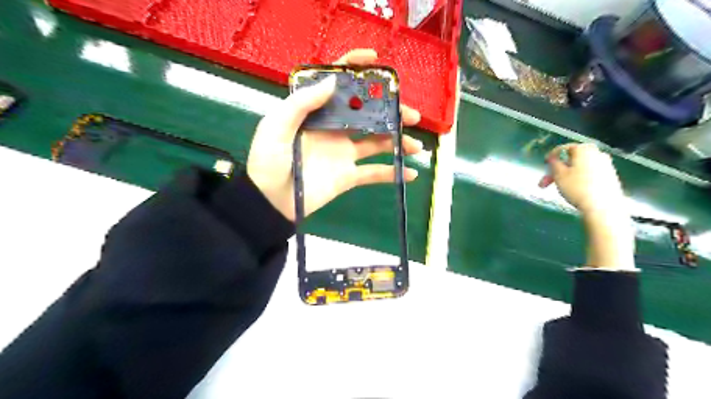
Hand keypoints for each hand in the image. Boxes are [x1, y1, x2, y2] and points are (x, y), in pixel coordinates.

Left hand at [248, 48, 421, 221]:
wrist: (270, 201)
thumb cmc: (269, 161)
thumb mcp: (276, 126)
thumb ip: (302, 103)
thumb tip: (334, 80)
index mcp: (317, 113)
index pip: (338, 85)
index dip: (356, 69)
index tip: (376, 61)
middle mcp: (334, 129)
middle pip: (367, 114)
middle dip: (391, 112)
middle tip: (411, 115)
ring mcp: (343, 153)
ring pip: (377, 142)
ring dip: (398, 142)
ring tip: (416, 146)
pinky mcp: (348, 176)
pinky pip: (374, 173)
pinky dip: (393, 173)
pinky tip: (411, 173)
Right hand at [539, 144, 626, 215]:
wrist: (603, 206)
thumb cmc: (577, 187)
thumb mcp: (559, 175)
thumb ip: (554, 163)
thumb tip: (554, 158)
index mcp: (584, 149)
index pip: (563, 148)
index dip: (551, 156)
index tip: (544, 164)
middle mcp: (597, 153)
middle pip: (572, 159)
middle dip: (557, 170)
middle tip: (547, 182)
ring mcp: (606, 165)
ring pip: (580, 167)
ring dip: (567, 175)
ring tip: (558, 187)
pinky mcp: (610, 176)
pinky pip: (589, 173)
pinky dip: (579, 178)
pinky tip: (573, 189)